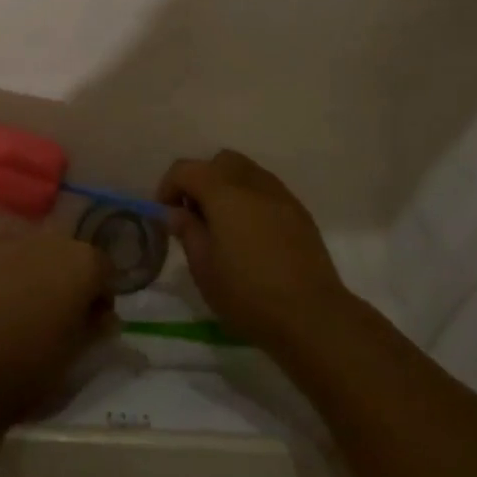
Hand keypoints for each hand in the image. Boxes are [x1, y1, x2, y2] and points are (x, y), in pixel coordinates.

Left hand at [0, 231, 112, 426]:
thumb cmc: (31, 364)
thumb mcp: (76, 356)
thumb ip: (96, 329)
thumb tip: (105, 317)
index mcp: (85, 262)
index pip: (106, 273)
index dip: (102, 299)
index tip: (94, 326)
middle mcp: (54, 241)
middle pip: (74, 257)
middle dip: (73, 282)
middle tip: (65, 319)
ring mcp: (17, 244)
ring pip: (42, 257)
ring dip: (44, 277)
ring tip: (34, 313)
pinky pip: (13, 262)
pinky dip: (16, 278)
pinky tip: (8, 305)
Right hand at [158, 150, 356, 357]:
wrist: (311, 315)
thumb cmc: (248, 293)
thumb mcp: (204, 268)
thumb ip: (187, 231)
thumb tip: (176, 212)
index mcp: (223, 191)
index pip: (185, 169)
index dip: (168, 187)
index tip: (165, 216)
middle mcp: (252, 181)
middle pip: (219, 162)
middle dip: (201, 180)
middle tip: (195, 216)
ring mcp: (280, 194)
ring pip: (245, 172)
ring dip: (227, 188)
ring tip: (223, 226)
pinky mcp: (299, 211)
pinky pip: (266, 190)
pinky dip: (250, 199)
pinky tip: (250, 235)